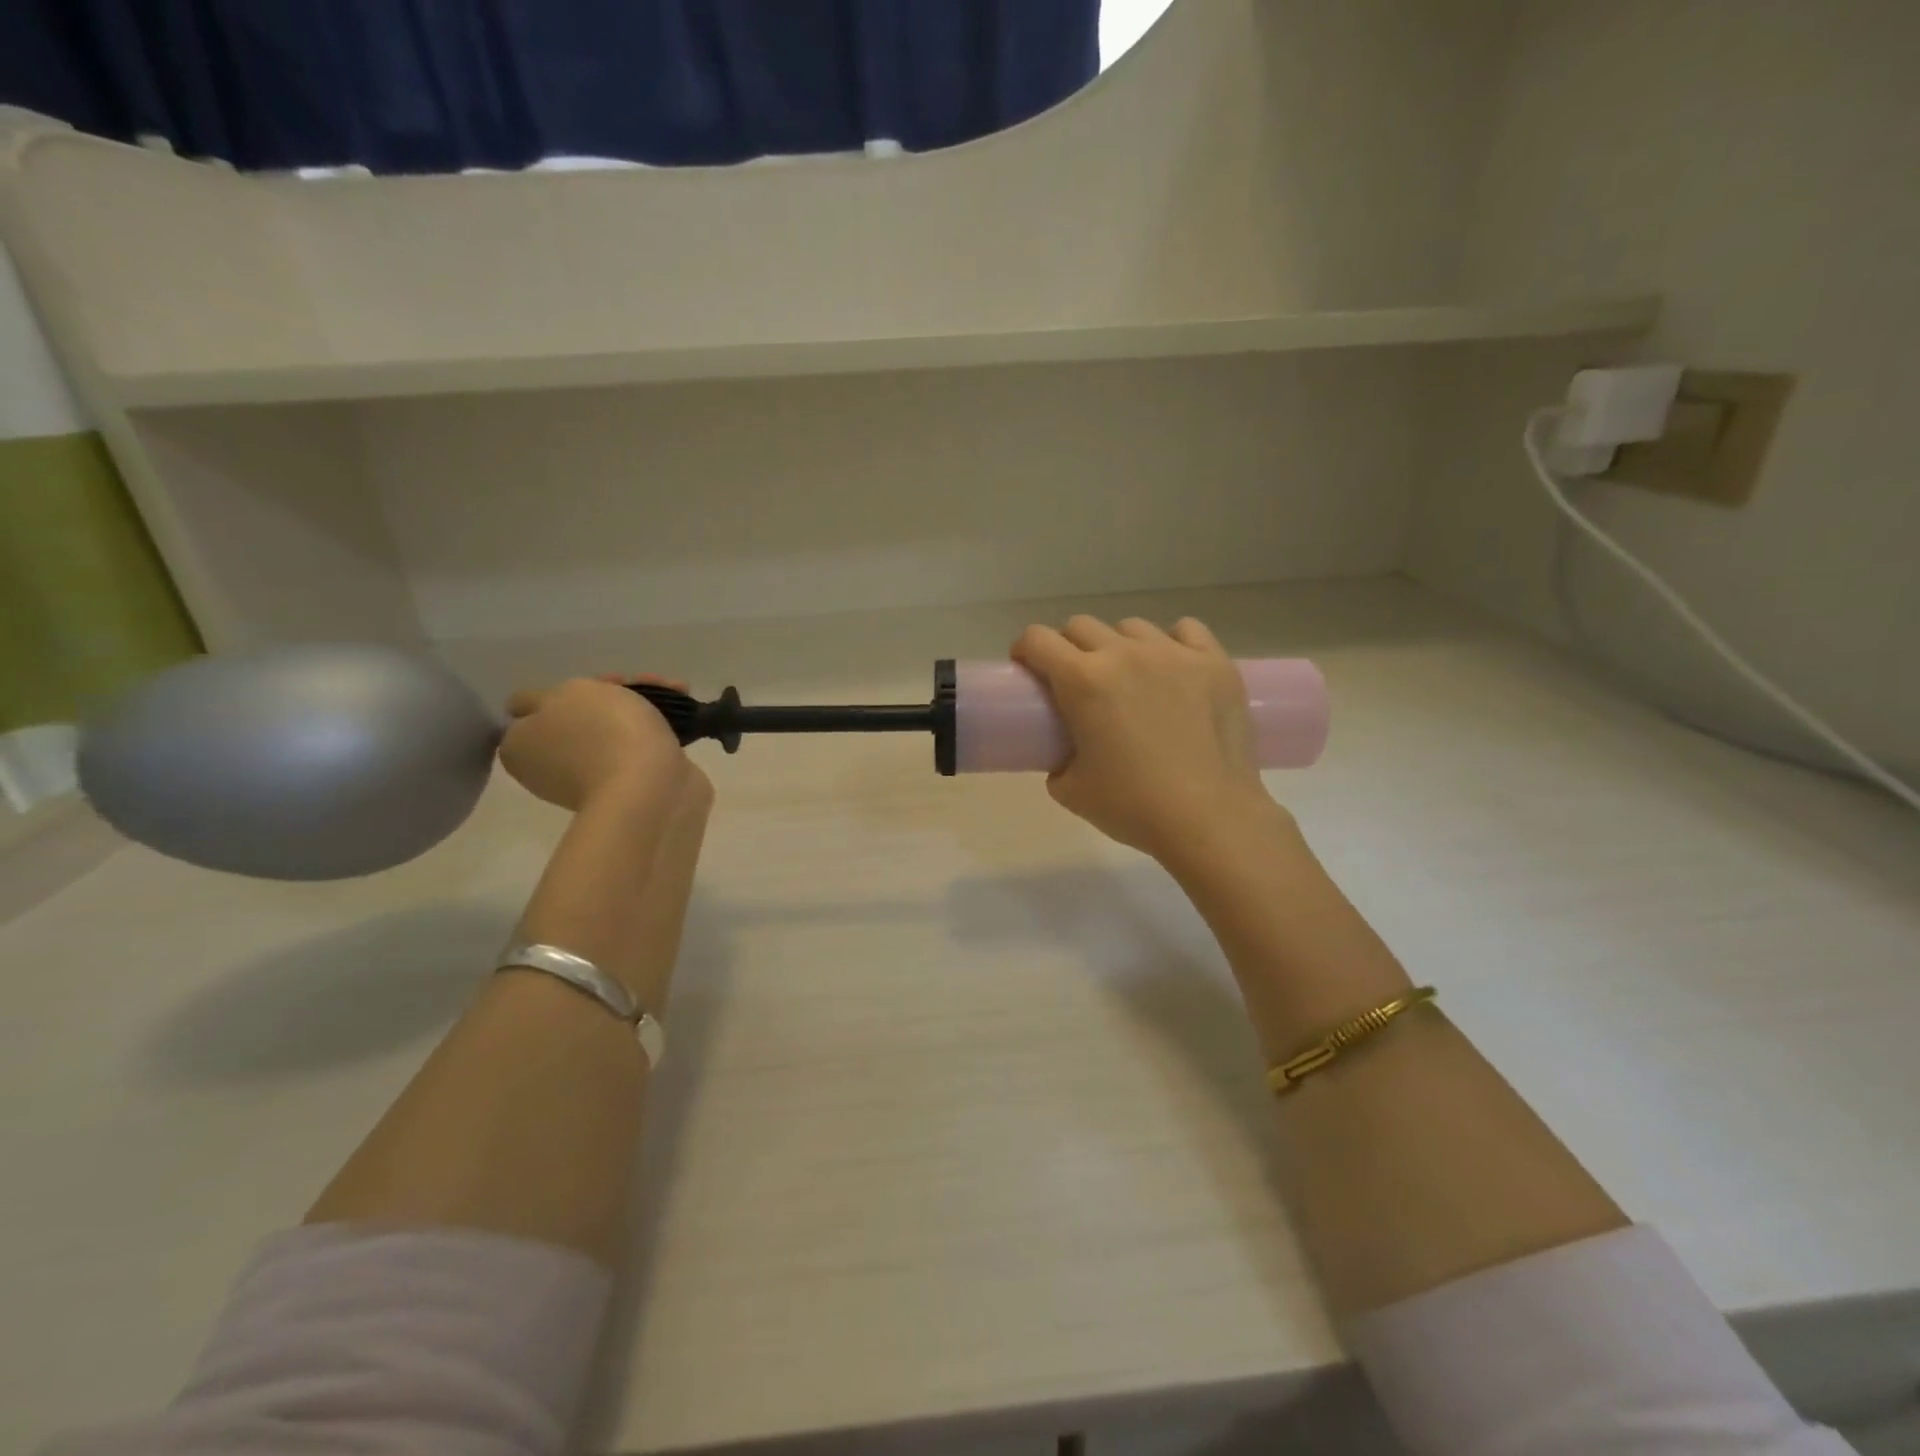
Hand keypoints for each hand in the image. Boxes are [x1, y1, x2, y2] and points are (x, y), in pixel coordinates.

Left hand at [500, 675, 691, 812]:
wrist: (652, 787)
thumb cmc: (604, 732)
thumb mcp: (565, 694)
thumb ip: (541, 697)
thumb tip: (539, 711)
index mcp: (521, 747)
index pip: (531, 711)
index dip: (563, 691)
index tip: (595, 683)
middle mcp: (551, 766)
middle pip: (579, 717)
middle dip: (610, 695)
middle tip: (638, 683)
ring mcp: (592, 778)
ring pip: (613, 730)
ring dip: (641, 708)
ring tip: (676, 690)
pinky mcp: (632, 785)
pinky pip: (640, 748)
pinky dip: (658, 731)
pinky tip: (684, 715)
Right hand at [1011, 616, 1278, 860]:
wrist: (1210, 819)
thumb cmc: (1134, 807)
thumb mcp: (1071, 792)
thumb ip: (1057, 764)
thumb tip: (1064, 756)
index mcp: (1083, 681)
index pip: (1038, 639)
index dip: (1025, 650)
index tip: (1028, 668)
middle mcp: (1125, 654)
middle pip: (1081, 626)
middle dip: (1068, 647)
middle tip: (1074, 680)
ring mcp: (1174, 654)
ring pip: (1131, 627)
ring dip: (1118, 645)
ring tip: (1128, 677)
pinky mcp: (1215, 663)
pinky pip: (1186, 630)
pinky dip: (1171, 643)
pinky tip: (1173, 668)